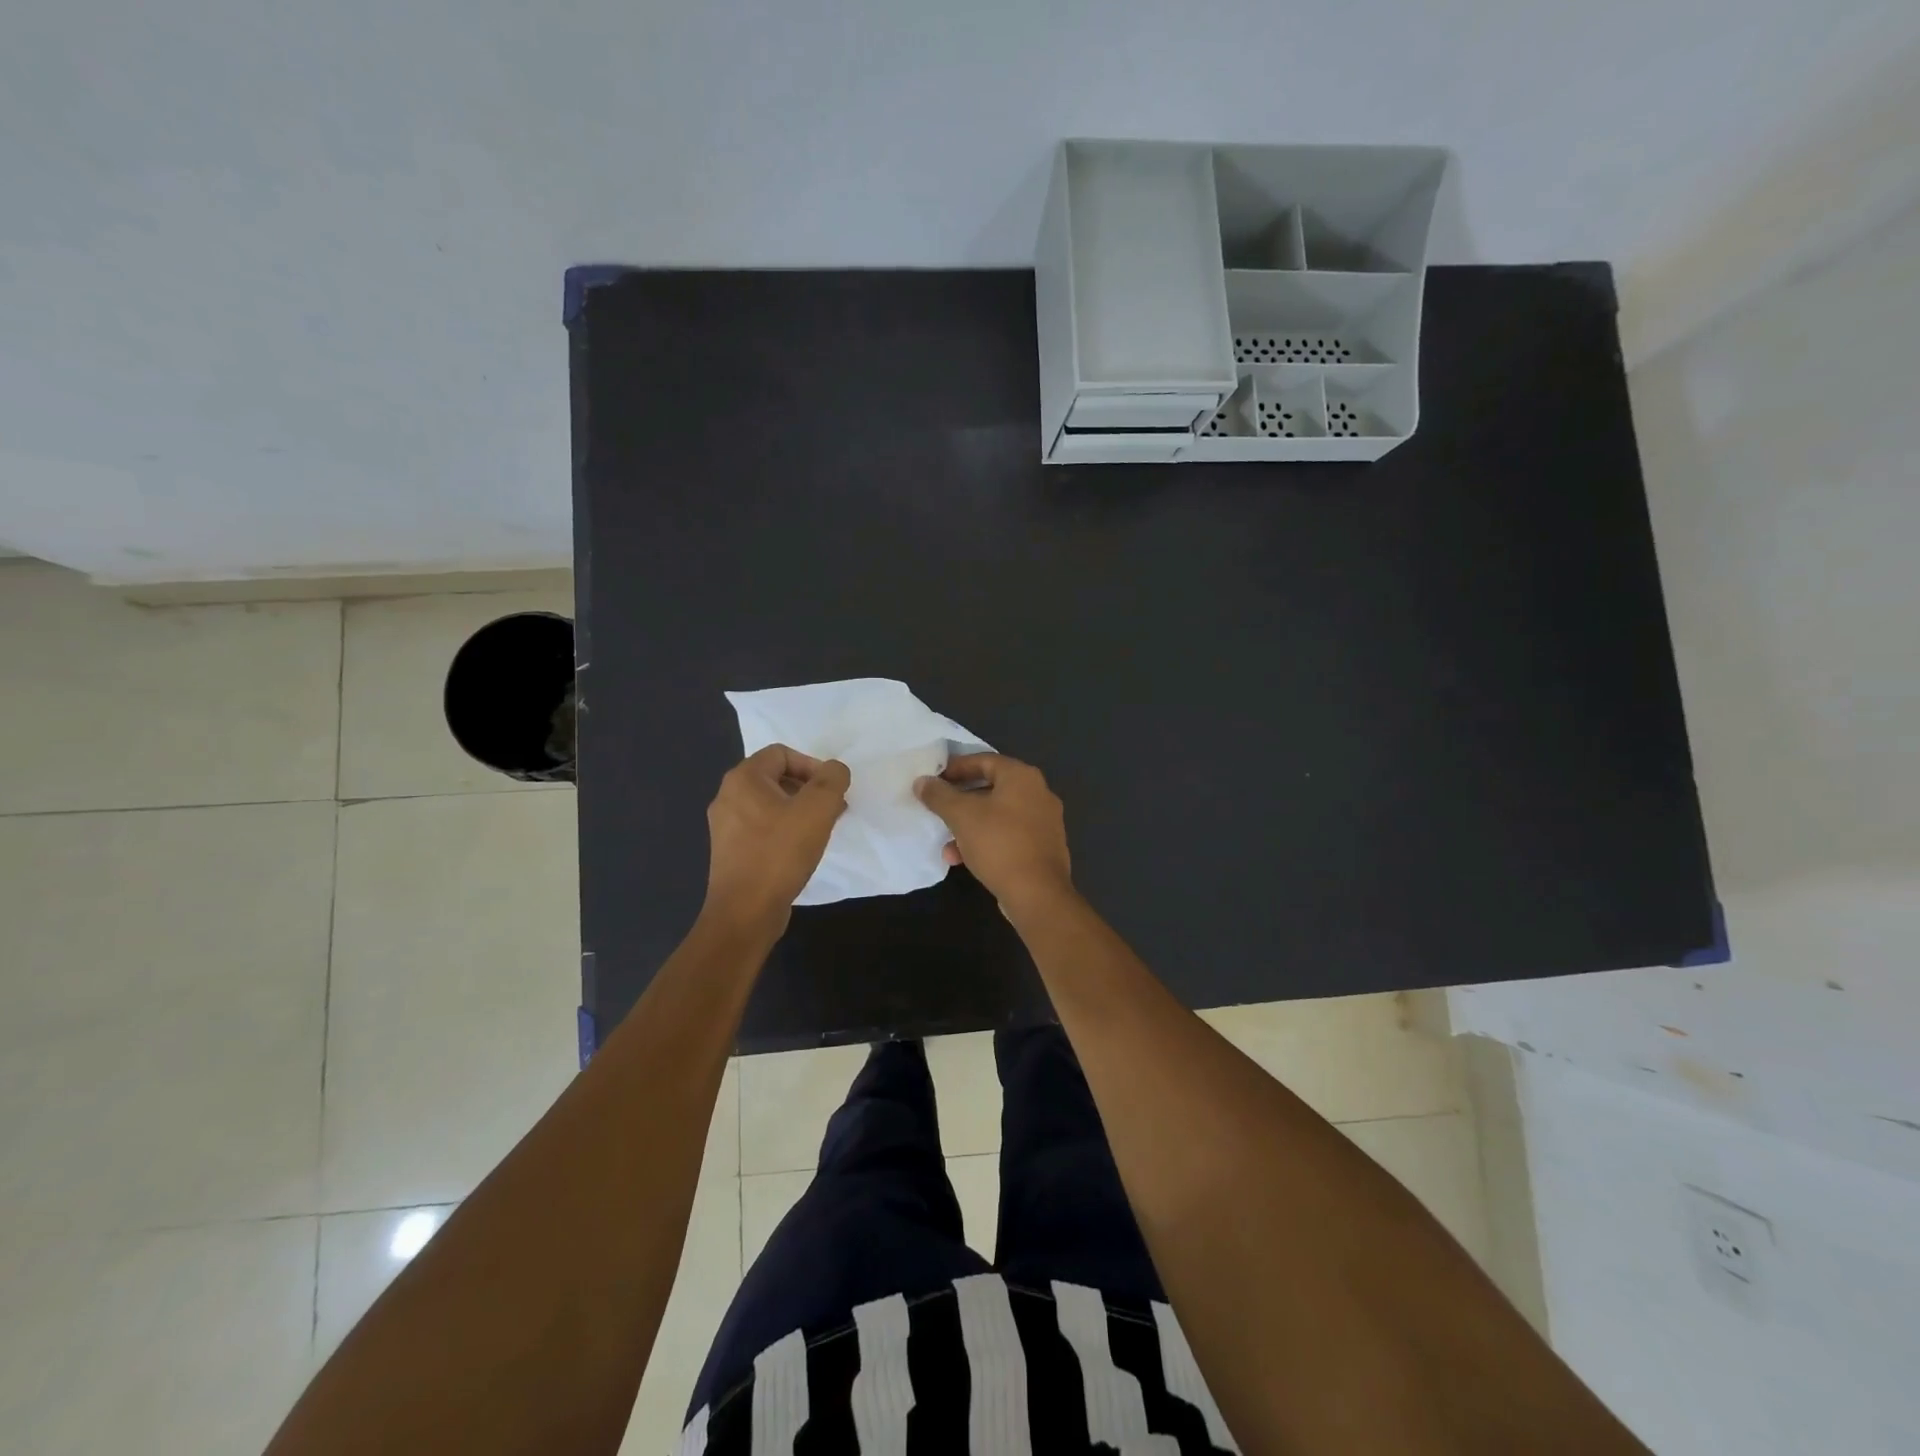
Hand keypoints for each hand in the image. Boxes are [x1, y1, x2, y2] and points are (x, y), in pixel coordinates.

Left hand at [703, 745, 849, 932]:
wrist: (745, 912)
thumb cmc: (780, 854)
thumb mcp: (817, 809)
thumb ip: (832, 780)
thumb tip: (834, 771)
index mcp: (743, 779)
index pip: (782, 753)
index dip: (812, 765)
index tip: (831, 791)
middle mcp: (728, 797)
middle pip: (776, 777)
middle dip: (809, 789)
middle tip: (832, 810)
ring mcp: (725, 826)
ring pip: (770, 804)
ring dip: (799, 811)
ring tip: (822, 830)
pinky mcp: (730, 851)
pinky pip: (762, 828)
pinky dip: (785, 831)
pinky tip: (801, 850)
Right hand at [914, 753, 1074, 916]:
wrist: (1038, 894)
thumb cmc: (999, 844)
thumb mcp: (961, 816)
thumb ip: (939, 795)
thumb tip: (922, 781)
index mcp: (1022, 777)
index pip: (984, 760)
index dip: (955, 768)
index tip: (933, 779)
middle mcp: (1038, 793)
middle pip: (991, 787)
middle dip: (960, 801)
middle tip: (937, 808)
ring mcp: (1045, 821)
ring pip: (998, 815)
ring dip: (970, 826)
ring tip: (947, 845)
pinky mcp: (1044, 847)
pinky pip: (1009, 835)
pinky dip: (986, 841)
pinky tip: (964, 860)